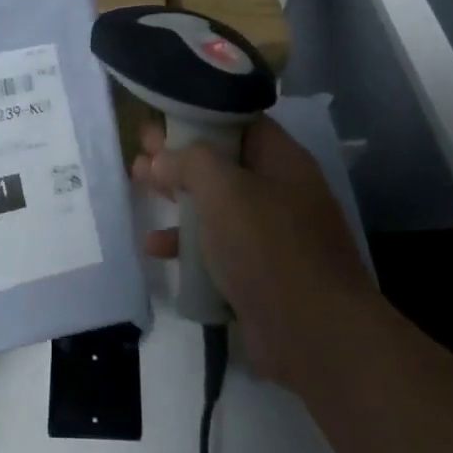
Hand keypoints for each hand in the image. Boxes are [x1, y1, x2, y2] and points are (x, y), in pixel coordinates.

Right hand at [133, 117, 374, 389]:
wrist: (314, 336)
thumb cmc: (268, 247)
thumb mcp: (224, 190)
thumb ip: (189, 162)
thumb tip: (162, 159)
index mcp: (282, 161)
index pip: (240, 121)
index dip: (200, 115)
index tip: (162, 118)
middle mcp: (280, 192)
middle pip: (223, 162)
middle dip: (180, 156)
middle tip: (140, 150)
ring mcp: (272, 235)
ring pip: (216, 204)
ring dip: (178, 195)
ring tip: (137, 184)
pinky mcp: (259, 272)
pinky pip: (217, 246)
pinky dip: (187, 243)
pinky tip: (155, 246)